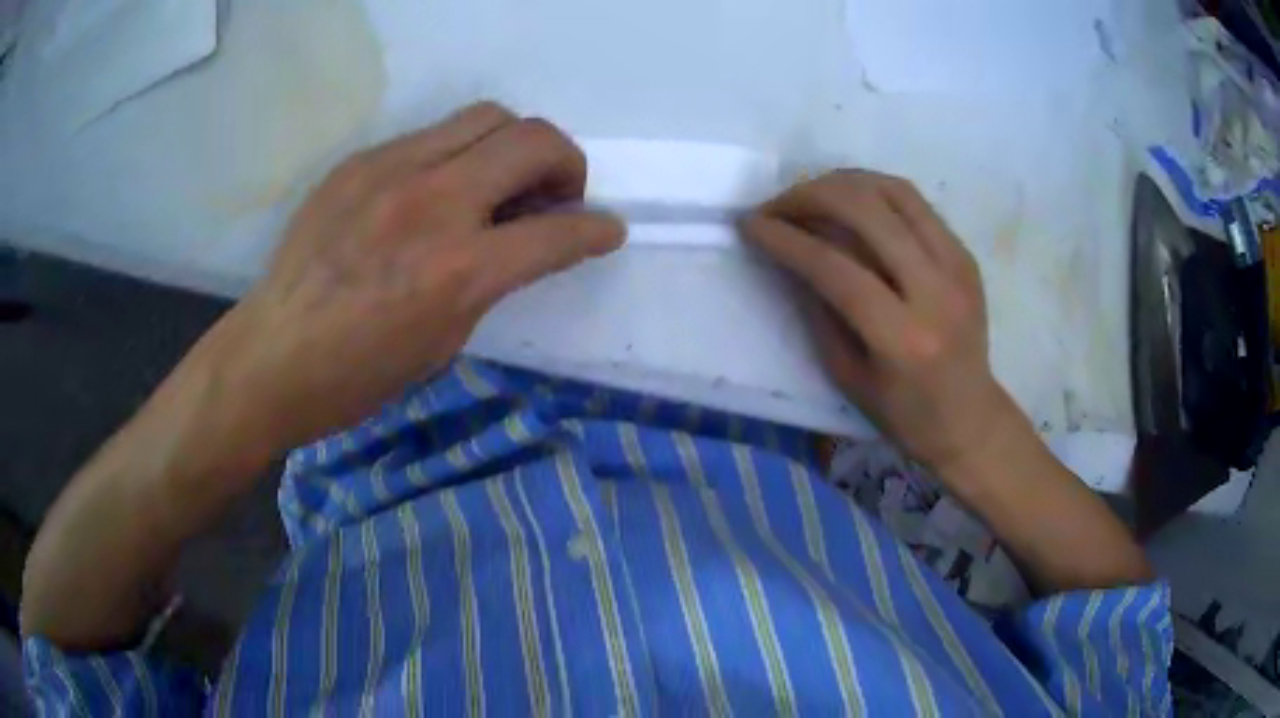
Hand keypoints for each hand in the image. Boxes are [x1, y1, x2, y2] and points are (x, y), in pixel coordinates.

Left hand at [214, 102, 623, 454]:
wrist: (271, 356)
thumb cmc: (358, 375)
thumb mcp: (443, 341)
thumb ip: (492, 279)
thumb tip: (520, 243)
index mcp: (458, 272)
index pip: (559, 231)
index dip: (598, 230)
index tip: (607, 230)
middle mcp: (432, 203)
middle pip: (533, 138)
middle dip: (566, 163)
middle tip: (555, 195)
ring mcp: (391, 170)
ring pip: (486, 117)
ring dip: (514, 146)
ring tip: (500, 183)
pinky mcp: (360, 161)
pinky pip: (431, 136)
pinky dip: (456, 155)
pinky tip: (437, 191)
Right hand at [740, 170, 1022, 476]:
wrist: (971, 417)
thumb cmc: (904, 414)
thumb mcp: (847, 377)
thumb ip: (818, 311)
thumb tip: (790, 255)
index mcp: (903, 337)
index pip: (835, 266)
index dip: (786, 238)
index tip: (750, 224)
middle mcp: (935, 290)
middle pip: (866, 211)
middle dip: (808, 196)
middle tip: (776, 205)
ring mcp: (957, 265)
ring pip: (893, 191)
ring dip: (841, 182)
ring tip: (809, 195)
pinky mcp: (965, 254)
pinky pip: (915, 202)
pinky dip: (874, 191)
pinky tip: (850, 202)